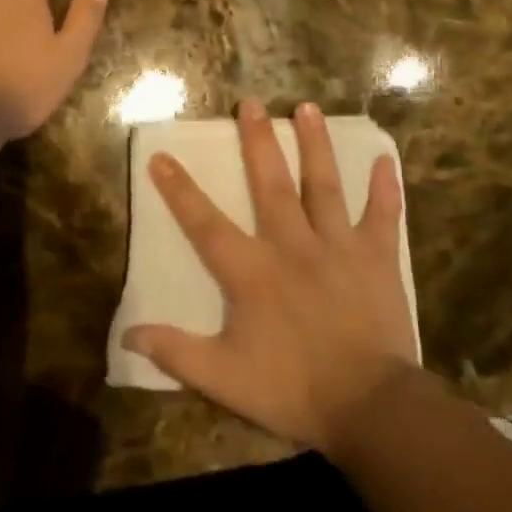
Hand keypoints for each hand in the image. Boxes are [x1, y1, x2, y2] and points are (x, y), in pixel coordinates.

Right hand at [123, 100, 419, 456]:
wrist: (370, 407)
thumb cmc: (293, 389)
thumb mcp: (225, 378)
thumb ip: (176, 351)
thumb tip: (127, 334)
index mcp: (253, 271)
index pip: (206, 223)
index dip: (180, 190)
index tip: (162, 155)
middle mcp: (293, 245)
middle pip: (271, 184)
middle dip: (258, 142)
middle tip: (249, 104)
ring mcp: (338, 247)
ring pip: (324, 185)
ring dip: (315, 145)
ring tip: (307, 108)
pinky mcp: (377, 258)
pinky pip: (382, 216)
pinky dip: (384, 188)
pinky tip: (384, 158)